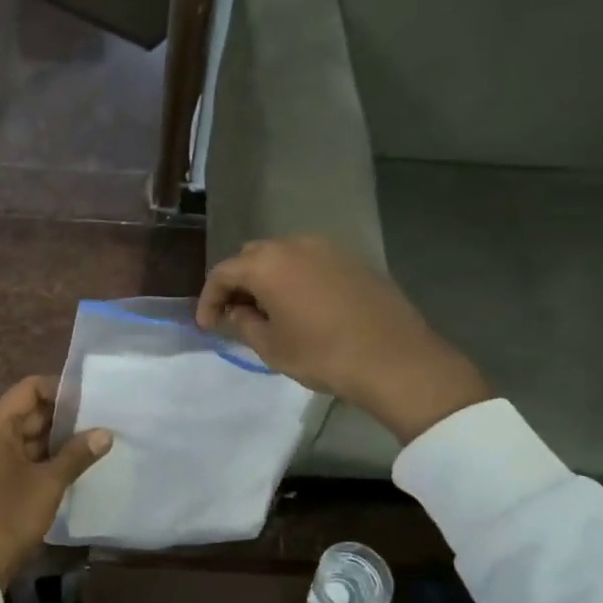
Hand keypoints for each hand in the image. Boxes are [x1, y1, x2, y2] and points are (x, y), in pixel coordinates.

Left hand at [0, 376, 112, 587]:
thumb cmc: (8, 515)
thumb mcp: (48, 483)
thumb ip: (77, 454)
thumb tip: (105, 433)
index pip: (30, 388)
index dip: (61, 389)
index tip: (93, 398)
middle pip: (31, 411)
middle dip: (65, 415)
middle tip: (102, 419)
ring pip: (30, 435)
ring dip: (60, 438)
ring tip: (97, 440)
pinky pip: (26, 456)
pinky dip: (49, 457)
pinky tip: (78, 463)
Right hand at [197, 236, 491, 443]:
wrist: (394, 358)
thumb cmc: (323, 355)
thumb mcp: (272, 347)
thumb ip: (243, 324)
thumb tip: (236, 312)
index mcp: (267, 264)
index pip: (223, 273)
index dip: (209, 299)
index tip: (208, 325)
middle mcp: (294, 245)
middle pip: (252, 257)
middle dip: (238, 284)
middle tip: (236, 315)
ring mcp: (327, 247)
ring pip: (283, 256)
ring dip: (268, 278)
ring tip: (269, 310)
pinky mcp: (352, 258)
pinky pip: (311, 261)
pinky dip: (296, 277)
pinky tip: (303, 305)